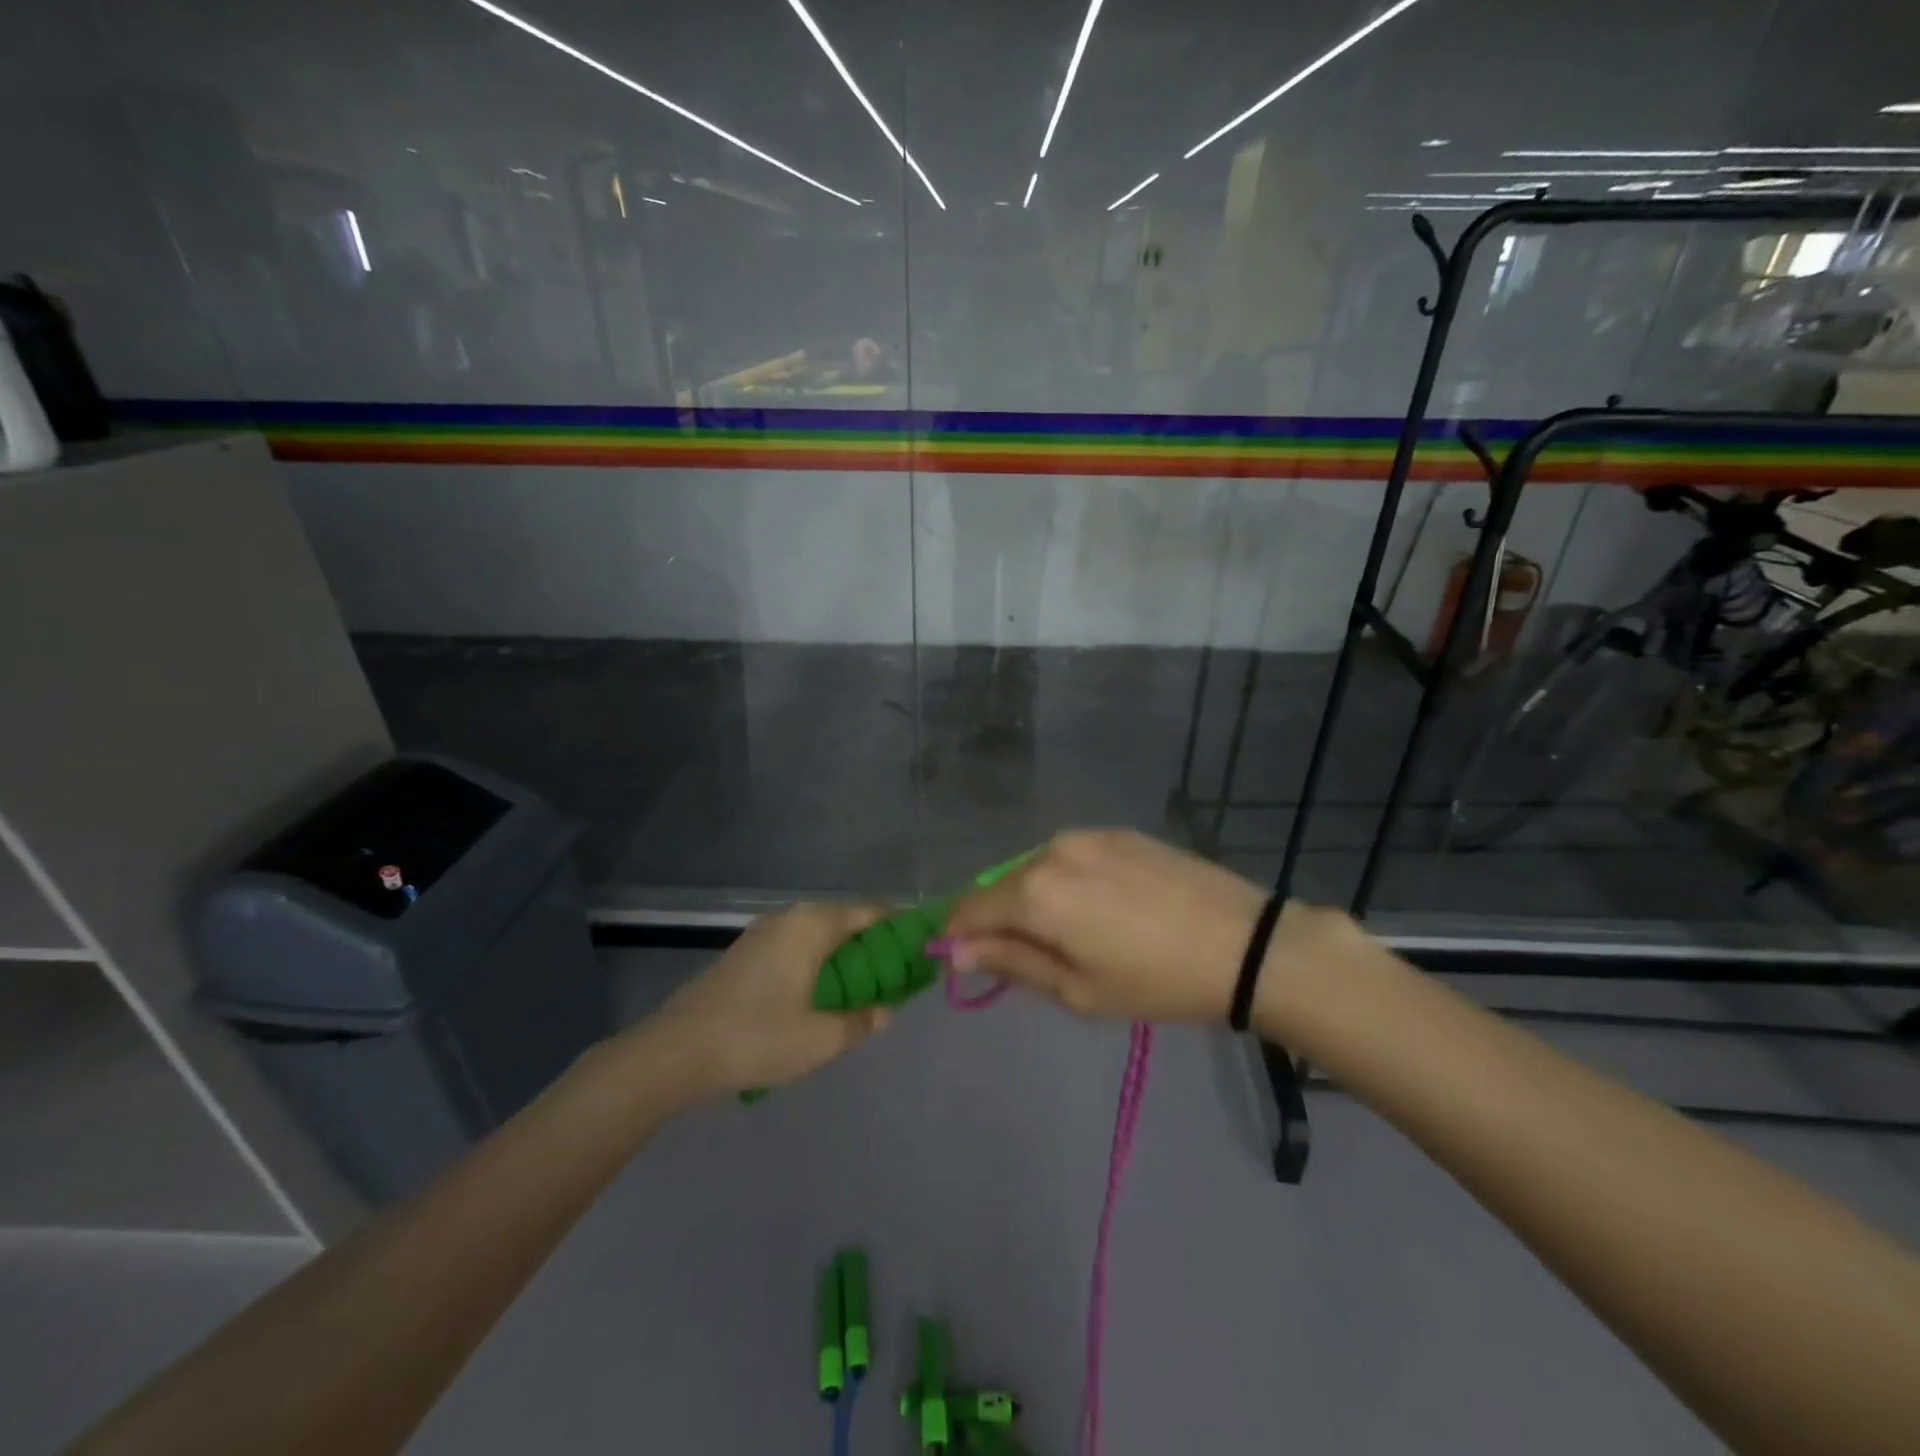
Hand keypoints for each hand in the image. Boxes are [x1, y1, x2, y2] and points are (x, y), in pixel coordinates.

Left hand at [629, 903, 893, 1098]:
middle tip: (898, 980)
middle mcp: (792, 916)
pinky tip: (823, 996)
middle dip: (876, 947)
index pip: (873, 913)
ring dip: (847, 957)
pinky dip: (821, 962)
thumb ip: (862, 1021)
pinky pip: (799, 946)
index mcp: (814, 924)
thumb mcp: (820, 1039)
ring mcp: (766, 931)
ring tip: (865, 992)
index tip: (922, 953)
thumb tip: (886, 1010)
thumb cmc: (755, 1038)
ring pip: (822, 934)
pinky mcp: (748, 951)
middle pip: (848, 921)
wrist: (674, 1053)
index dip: (901, 930)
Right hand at [941, 829, 1362, 1026]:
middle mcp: (1051, 851)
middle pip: (1001, 886)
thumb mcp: (1077, 990)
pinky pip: (1070, 856)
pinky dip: (1067, 880)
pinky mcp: (1117, 831)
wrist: (1243, 943)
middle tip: (1035, 958)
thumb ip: (1010, 962)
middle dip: (1001, 920)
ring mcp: (1086, 835)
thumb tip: (956, 950)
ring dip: (1035, 898)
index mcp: (1034, 892)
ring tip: (1077, 933)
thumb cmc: (1154, 981)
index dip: (959, 936)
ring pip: (1035, 868)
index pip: (969, 909)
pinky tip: (1104, 907)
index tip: (968, 962)